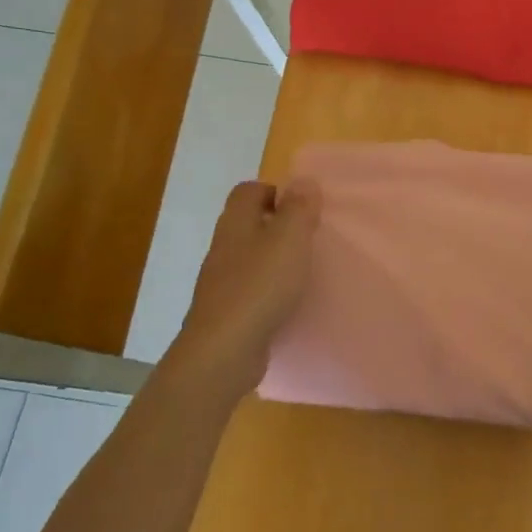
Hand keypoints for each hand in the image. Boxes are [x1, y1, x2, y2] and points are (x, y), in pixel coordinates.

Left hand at [164, 180, 319, 413]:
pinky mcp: (227, 312)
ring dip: (274, 259)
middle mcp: (224, 247)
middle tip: (309, 238)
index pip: (248, 191)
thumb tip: (303, 181)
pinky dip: (269, 289)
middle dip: (278, 226)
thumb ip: (298, 209)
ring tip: (304, 270)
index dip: (274, 191)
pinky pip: (251, 289)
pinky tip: (288, 302)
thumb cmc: (260, 286)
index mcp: (236, 223)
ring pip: (249, 257)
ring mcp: (222, 282)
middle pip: (248, 223)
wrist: (225, 351)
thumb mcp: (289, 239)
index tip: (303, 208)